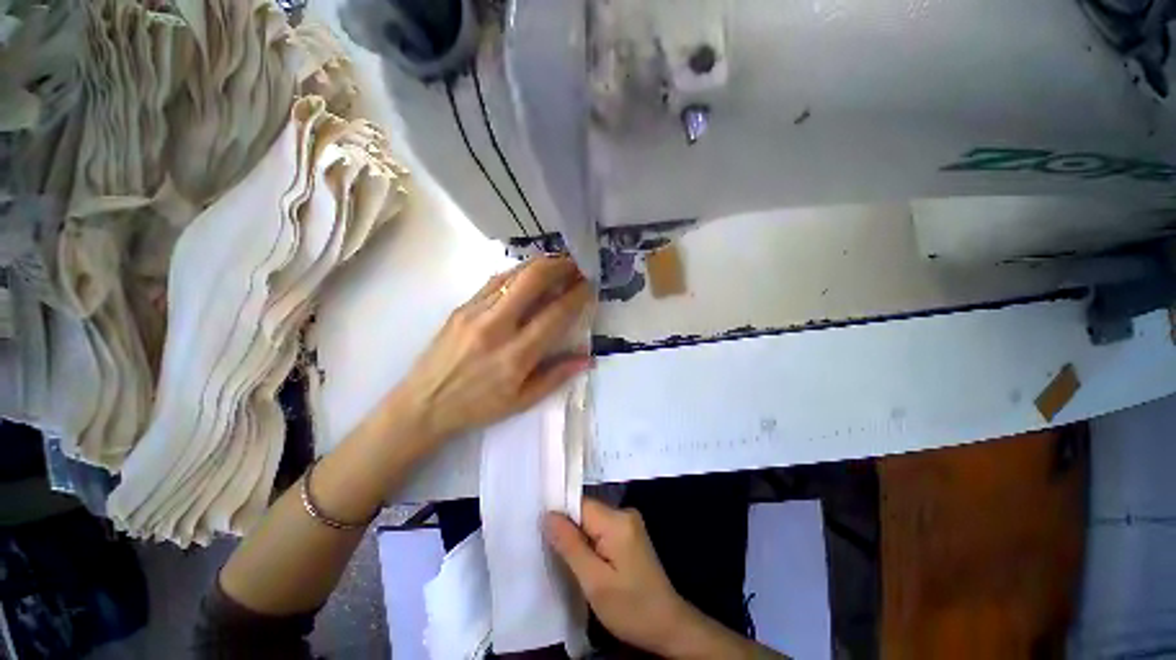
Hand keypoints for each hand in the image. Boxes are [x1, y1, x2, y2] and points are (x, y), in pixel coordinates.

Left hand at [396, 256, 593, 442]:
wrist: (423, 404)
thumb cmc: (477, 407)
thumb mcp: (523, 401)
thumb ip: (557, 376)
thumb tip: (588, 358)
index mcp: (516, 355)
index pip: (555, 314)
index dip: (577, 295)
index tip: (589, 285)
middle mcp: (496, 327)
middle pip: (532, 281)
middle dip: (559, 266)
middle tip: (576, 264)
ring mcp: (475, 312)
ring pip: (513, 275)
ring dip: (539, 265)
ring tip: (557, 263)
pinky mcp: (461, 307)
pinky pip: (494, 282)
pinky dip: (517, 273)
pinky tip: (527, 274)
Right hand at [544, 499, 706, 656]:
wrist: (668, 625)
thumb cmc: (630, 608)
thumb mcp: (594, 582)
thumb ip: (570, 545)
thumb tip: (548, 515)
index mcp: (617, 521)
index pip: (579, 504)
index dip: (560, 517)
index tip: (543, 536)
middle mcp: (624, 512)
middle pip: (585, 511)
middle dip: (569, 531)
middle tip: (556, 556)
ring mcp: (629, 522)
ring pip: (591, 521)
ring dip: (578, 539)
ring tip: (570, 563)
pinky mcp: (629, 533)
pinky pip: (601, 529)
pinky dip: (590, 543)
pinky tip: (586, 562)